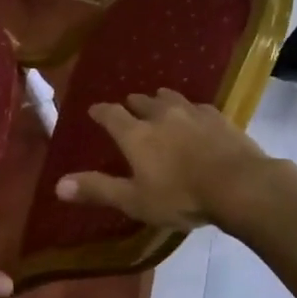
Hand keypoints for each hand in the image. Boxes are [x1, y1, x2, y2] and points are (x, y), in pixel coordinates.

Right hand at [54, 89, 272, 230]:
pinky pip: (198, 106)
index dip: (100, 112)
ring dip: (160, 99)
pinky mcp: (219, 117)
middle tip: (128, 107)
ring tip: (158, 102)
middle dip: (131, 104)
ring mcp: (193, 113)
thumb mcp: (134, 200)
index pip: (110, 114)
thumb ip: (97, 189)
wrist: (239, 186)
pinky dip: (189, 109)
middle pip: (141, 101)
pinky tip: (195, 116)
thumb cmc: (181, 196)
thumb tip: (57, 185)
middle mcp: (162, 115)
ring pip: (171, 97)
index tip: (94, 111)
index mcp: (136, 134)